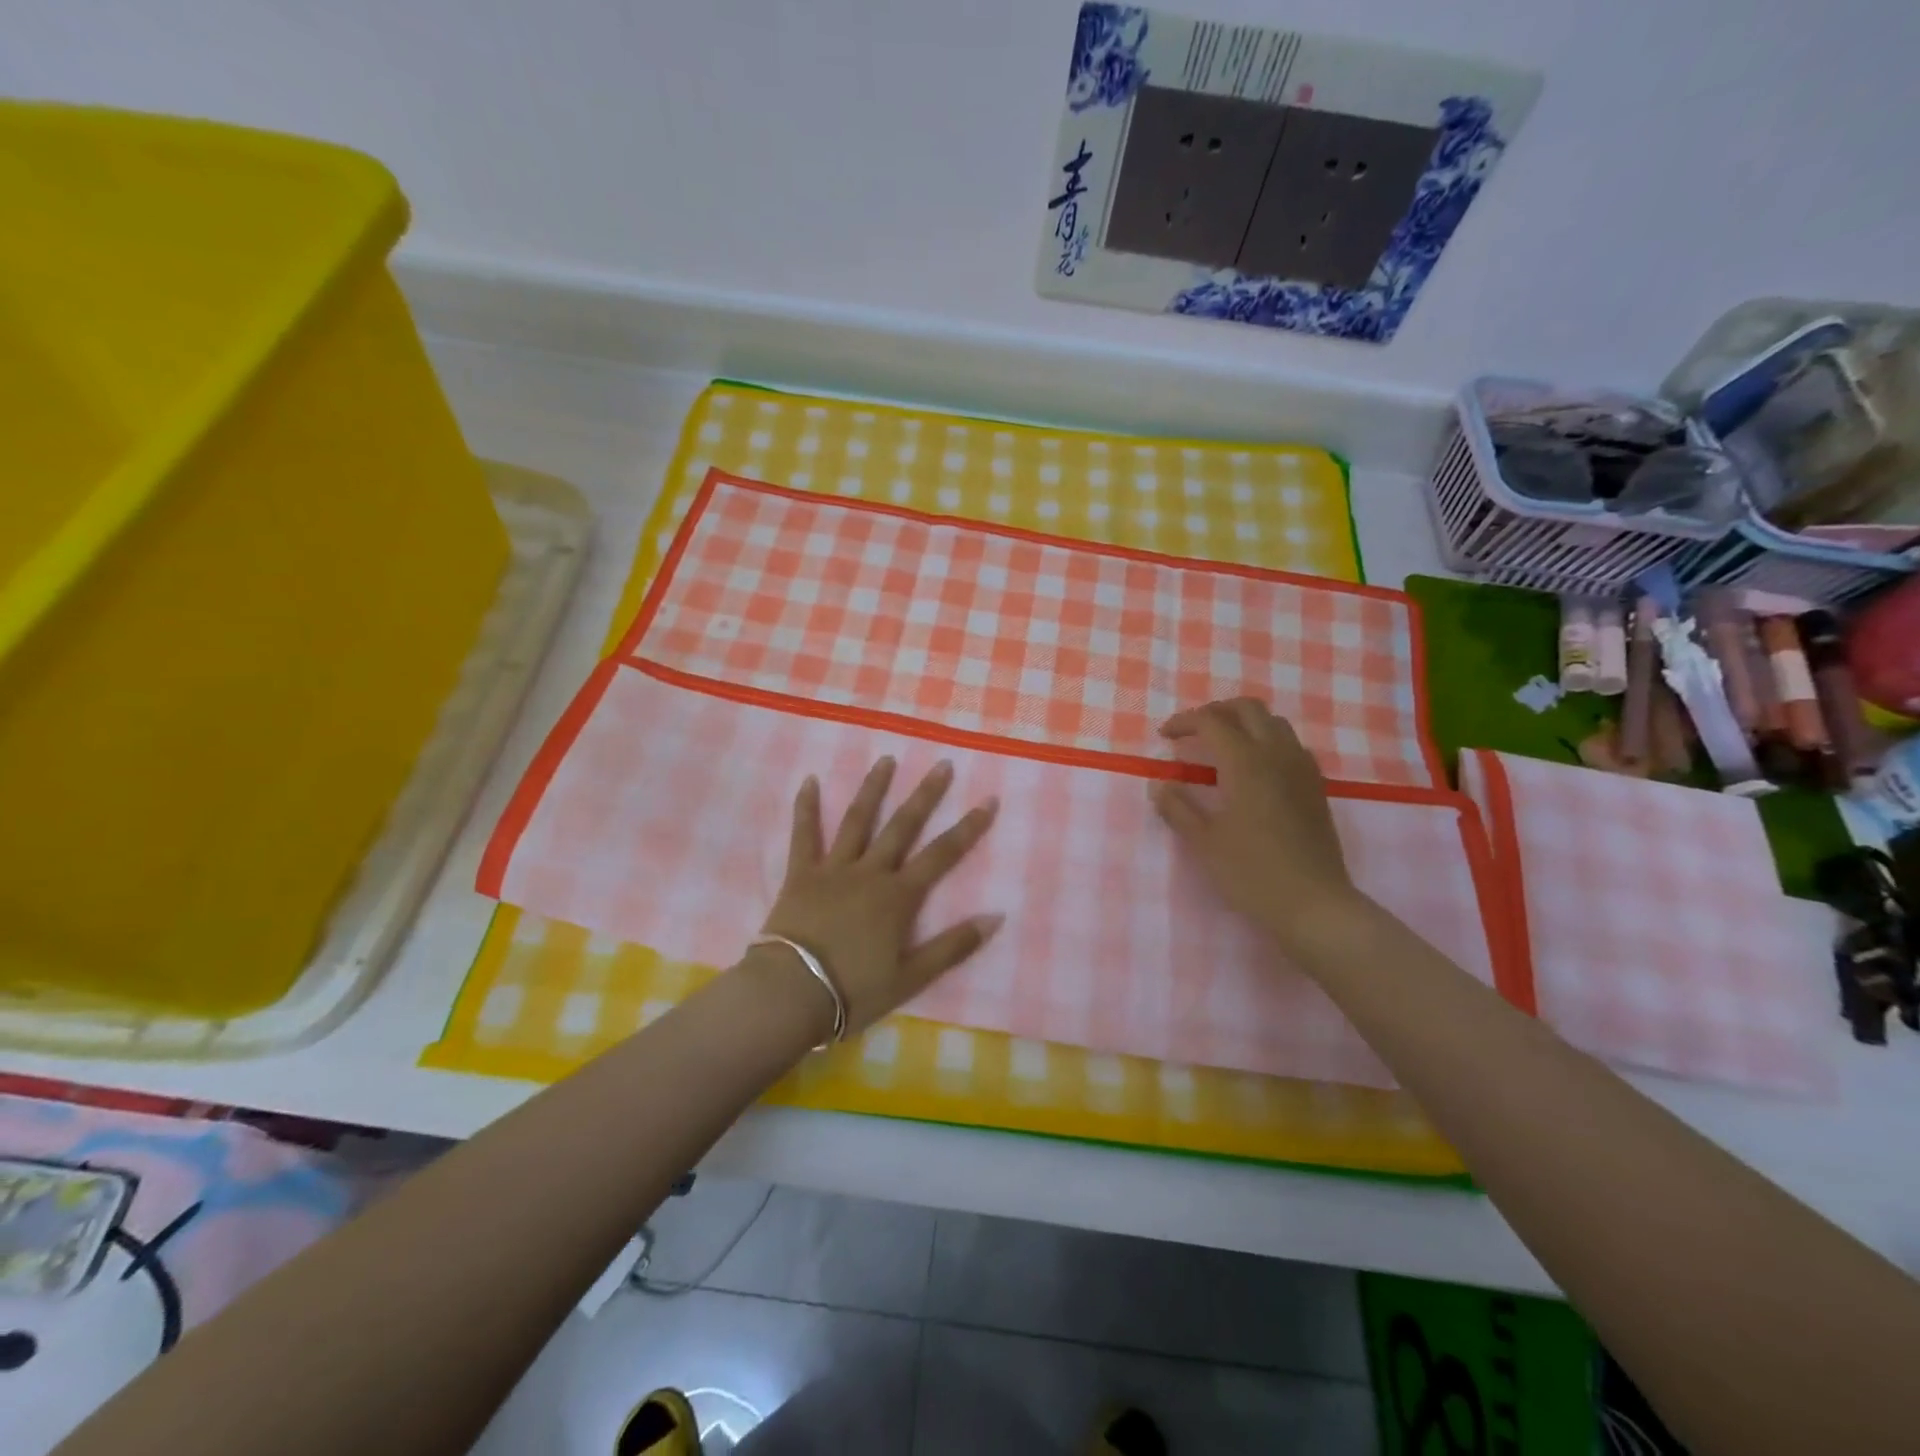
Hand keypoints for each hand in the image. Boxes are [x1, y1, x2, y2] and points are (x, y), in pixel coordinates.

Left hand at [757, 756, 1000, 1036]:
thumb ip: (953, 946)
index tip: (988, 800)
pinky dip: (806, 807)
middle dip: (925, 794)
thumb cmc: (854, 990)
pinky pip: (804, 835)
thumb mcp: (911, 977)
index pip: (942, 855)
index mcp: (899, 897)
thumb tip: (995, 916)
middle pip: (903, 826)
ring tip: (886, 759)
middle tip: (941, 764)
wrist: (791, 992)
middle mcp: (870, 872)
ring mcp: (834, 869)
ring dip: (873, 788)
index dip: (968, 827)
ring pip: (857, 820)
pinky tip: (809, 780)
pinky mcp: (801, 875)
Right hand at [1149, 698, 1366, 954]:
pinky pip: (1291, 745)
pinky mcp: (1316, 787)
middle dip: (1217, 711)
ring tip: (1222, 745)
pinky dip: (1268, 741)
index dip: (1184, 722)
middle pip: (1248, 709)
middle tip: (1193, 731)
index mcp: (1245, 763)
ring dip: (1245, 723)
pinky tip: (1256, 768)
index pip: (1212, 721)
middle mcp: (1276, 755)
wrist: (1314, 903)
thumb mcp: (1204, 842)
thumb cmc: (1252, 873)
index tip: (1165, 736)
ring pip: (1274, 723)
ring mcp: (1302, 769)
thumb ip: (1177, 808)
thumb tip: (1159, 784)